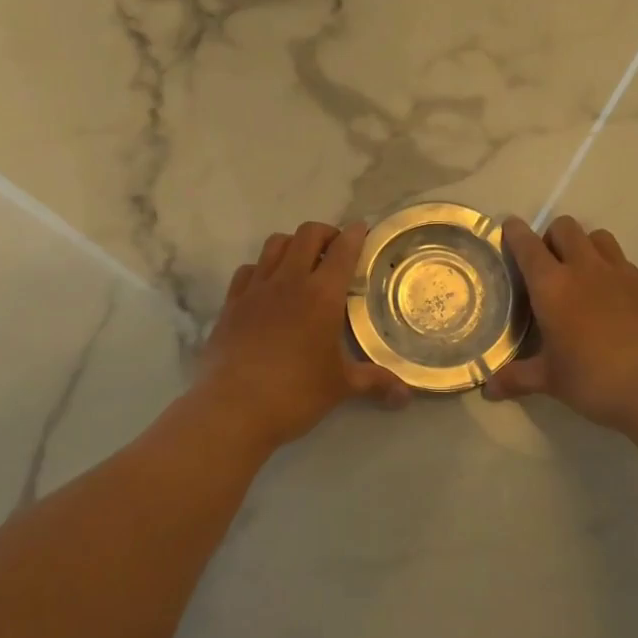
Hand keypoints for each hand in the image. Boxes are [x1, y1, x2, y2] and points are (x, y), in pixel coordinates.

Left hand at [187, 221, 408, 454]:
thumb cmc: (295, 393)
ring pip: (275, 244)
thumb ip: (374, 382)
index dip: (355, 234)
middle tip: (335, 250)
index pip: (343, 250)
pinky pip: (248, 269)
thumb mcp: (341, 387)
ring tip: (302, 262)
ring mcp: (256, 288)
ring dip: (293, 244)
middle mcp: (289, 281)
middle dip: (325, 233)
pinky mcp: (232, 303)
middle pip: (307, 234)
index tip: (361, 229)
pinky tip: (267, 286)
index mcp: (322, 295)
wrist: (232, 408)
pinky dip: (262, 268)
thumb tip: (406, 395)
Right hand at [484, 215, 637, 440]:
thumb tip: (487, 388)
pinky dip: (611, 269)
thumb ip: (517, 378)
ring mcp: (620, 273)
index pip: (527, 245)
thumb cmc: (595, 381)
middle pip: (565, 228)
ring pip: (597, 237)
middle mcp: (584, 269)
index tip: (509, 228)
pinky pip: (623, 261)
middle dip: (551, 236)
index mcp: (552, 286)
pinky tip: (612, 299)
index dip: (515, 232)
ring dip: (584, 246)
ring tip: (581, 274)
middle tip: (547, 264)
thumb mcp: (551, 381)